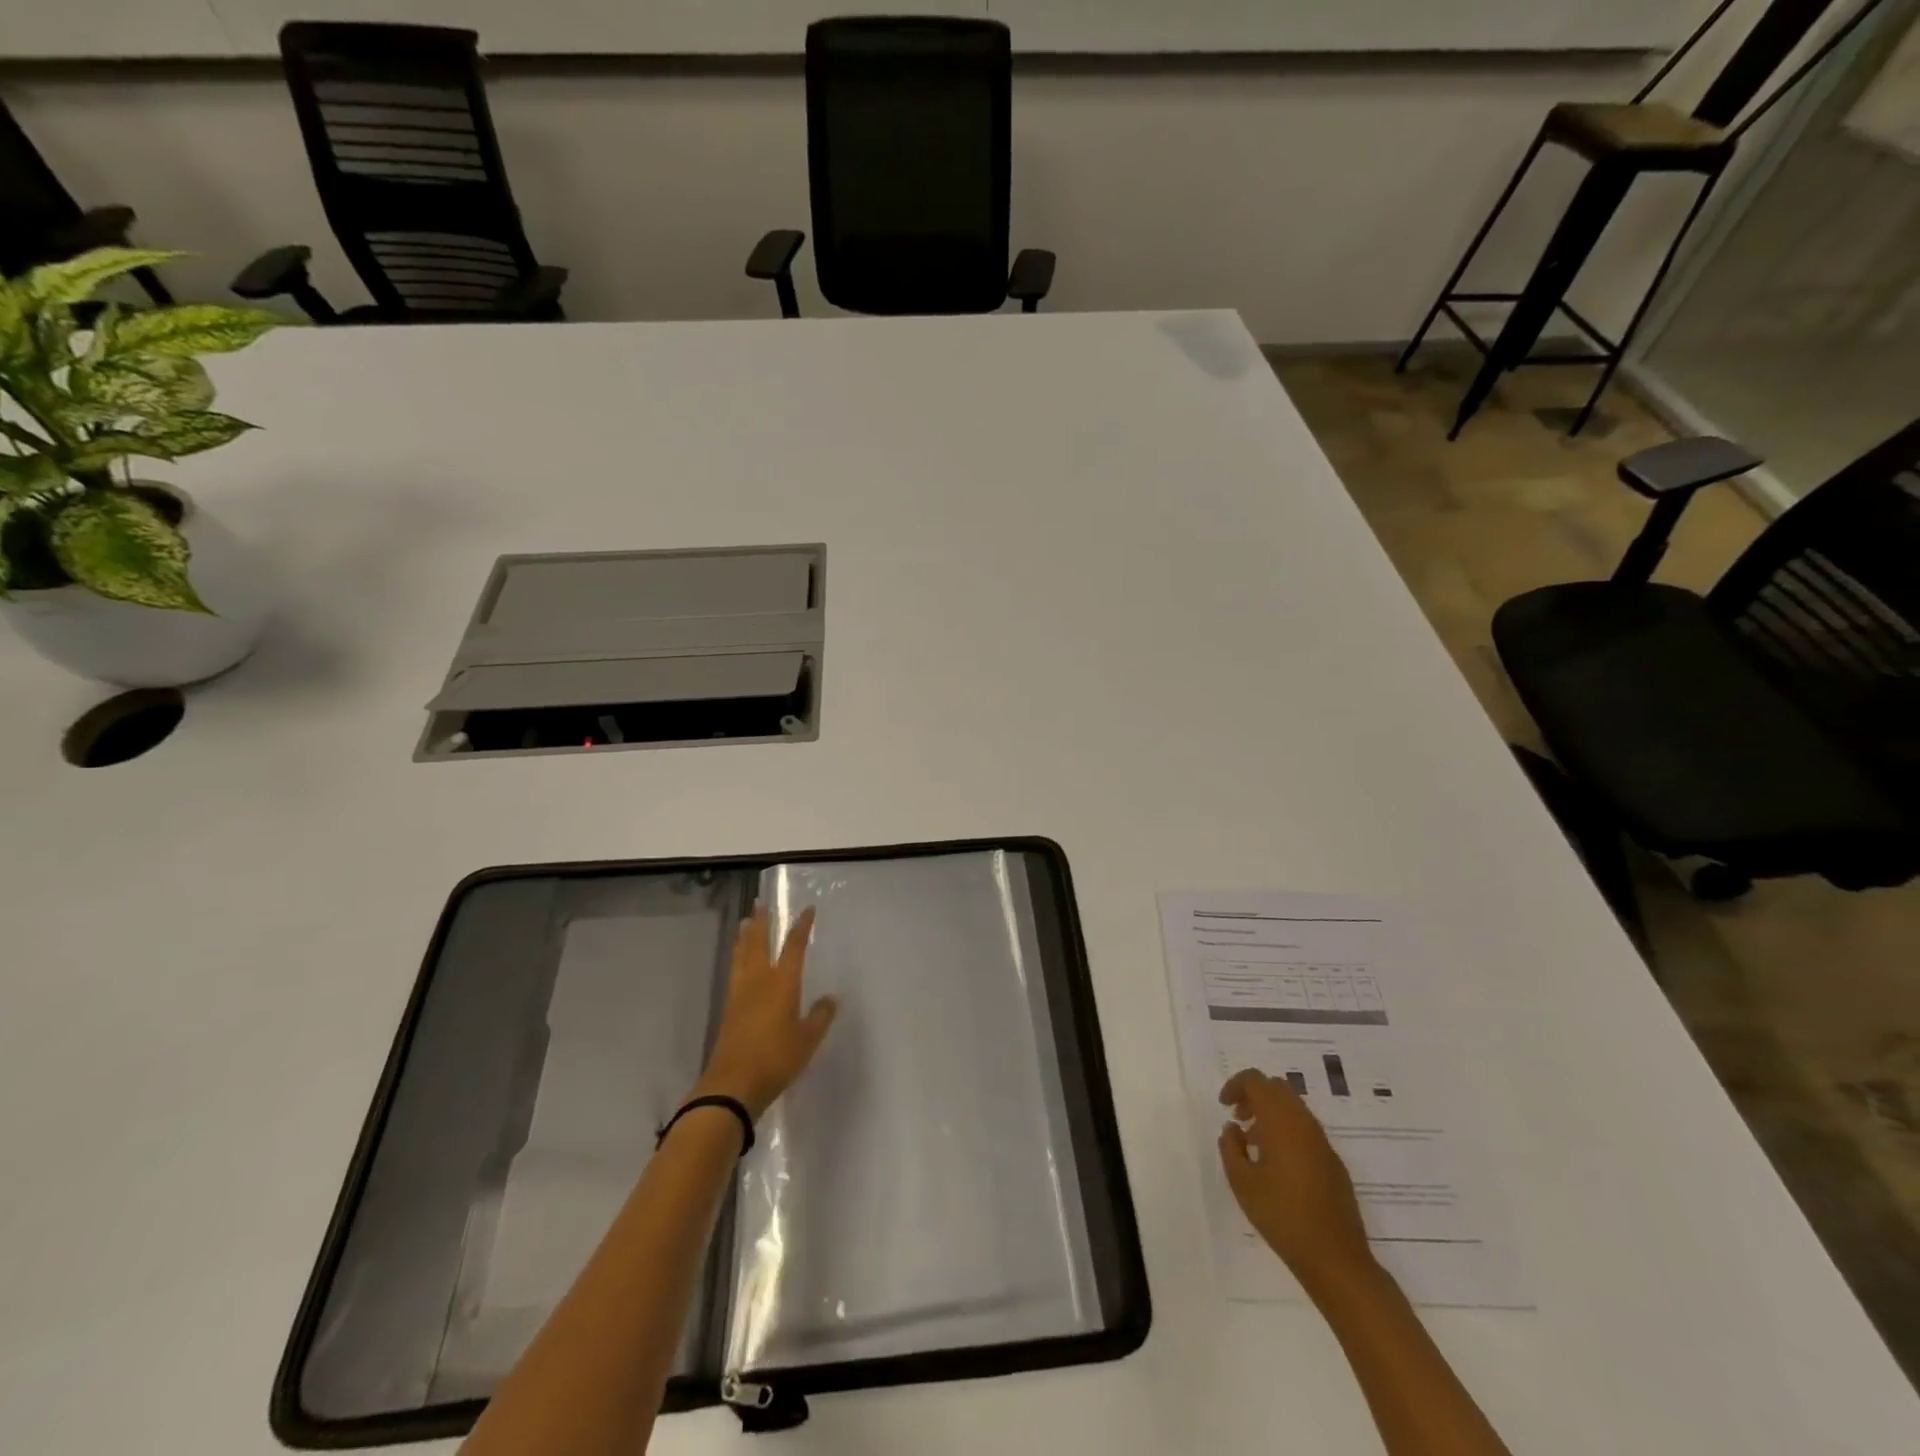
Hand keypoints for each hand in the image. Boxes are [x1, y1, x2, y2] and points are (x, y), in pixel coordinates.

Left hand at [693, 907, 836, 1119]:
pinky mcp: (729, 1009)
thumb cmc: (776, 1058)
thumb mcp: (807, 1040)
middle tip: (761, 904)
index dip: (801, 926)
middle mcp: (759, 981)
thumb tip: (830, 998)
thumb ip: (820, 1016)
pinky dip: (737, 958)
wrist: (733, 1084)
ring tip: (745, 923)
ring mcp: (740, 994)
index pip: (794, 946)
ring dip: (745, 937)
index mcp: (783, 983)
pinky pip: (735, 972)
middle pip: (759, 943)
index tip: (808, 910)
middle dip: (762, 922)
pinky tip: (738, 962)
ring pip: (742, 956)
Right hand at [1219, 1069, 1376, 1291]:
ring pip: (1294, 1108)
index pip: (1256, 1080)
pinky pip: (1306, 1130)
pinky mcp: (1333, 1162)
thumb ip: (1231, 1147)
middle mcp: (1304, 1123)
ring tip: (1254, 1143)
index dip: (1236, 1085)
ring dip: (1271, 1114)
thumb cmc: (1282, 1216)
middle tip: (1239, 1119)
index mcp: (1281, 1121)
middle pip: (1277, 1088)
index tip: (1224, 1106)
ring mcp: (1323, 1142)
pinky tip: (1277, 1163)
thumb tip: (1233, 1129)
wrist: (1335, 1258)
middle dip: (1254, 1095)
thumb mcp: (1242, 1182)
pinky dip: (1287, 1131)